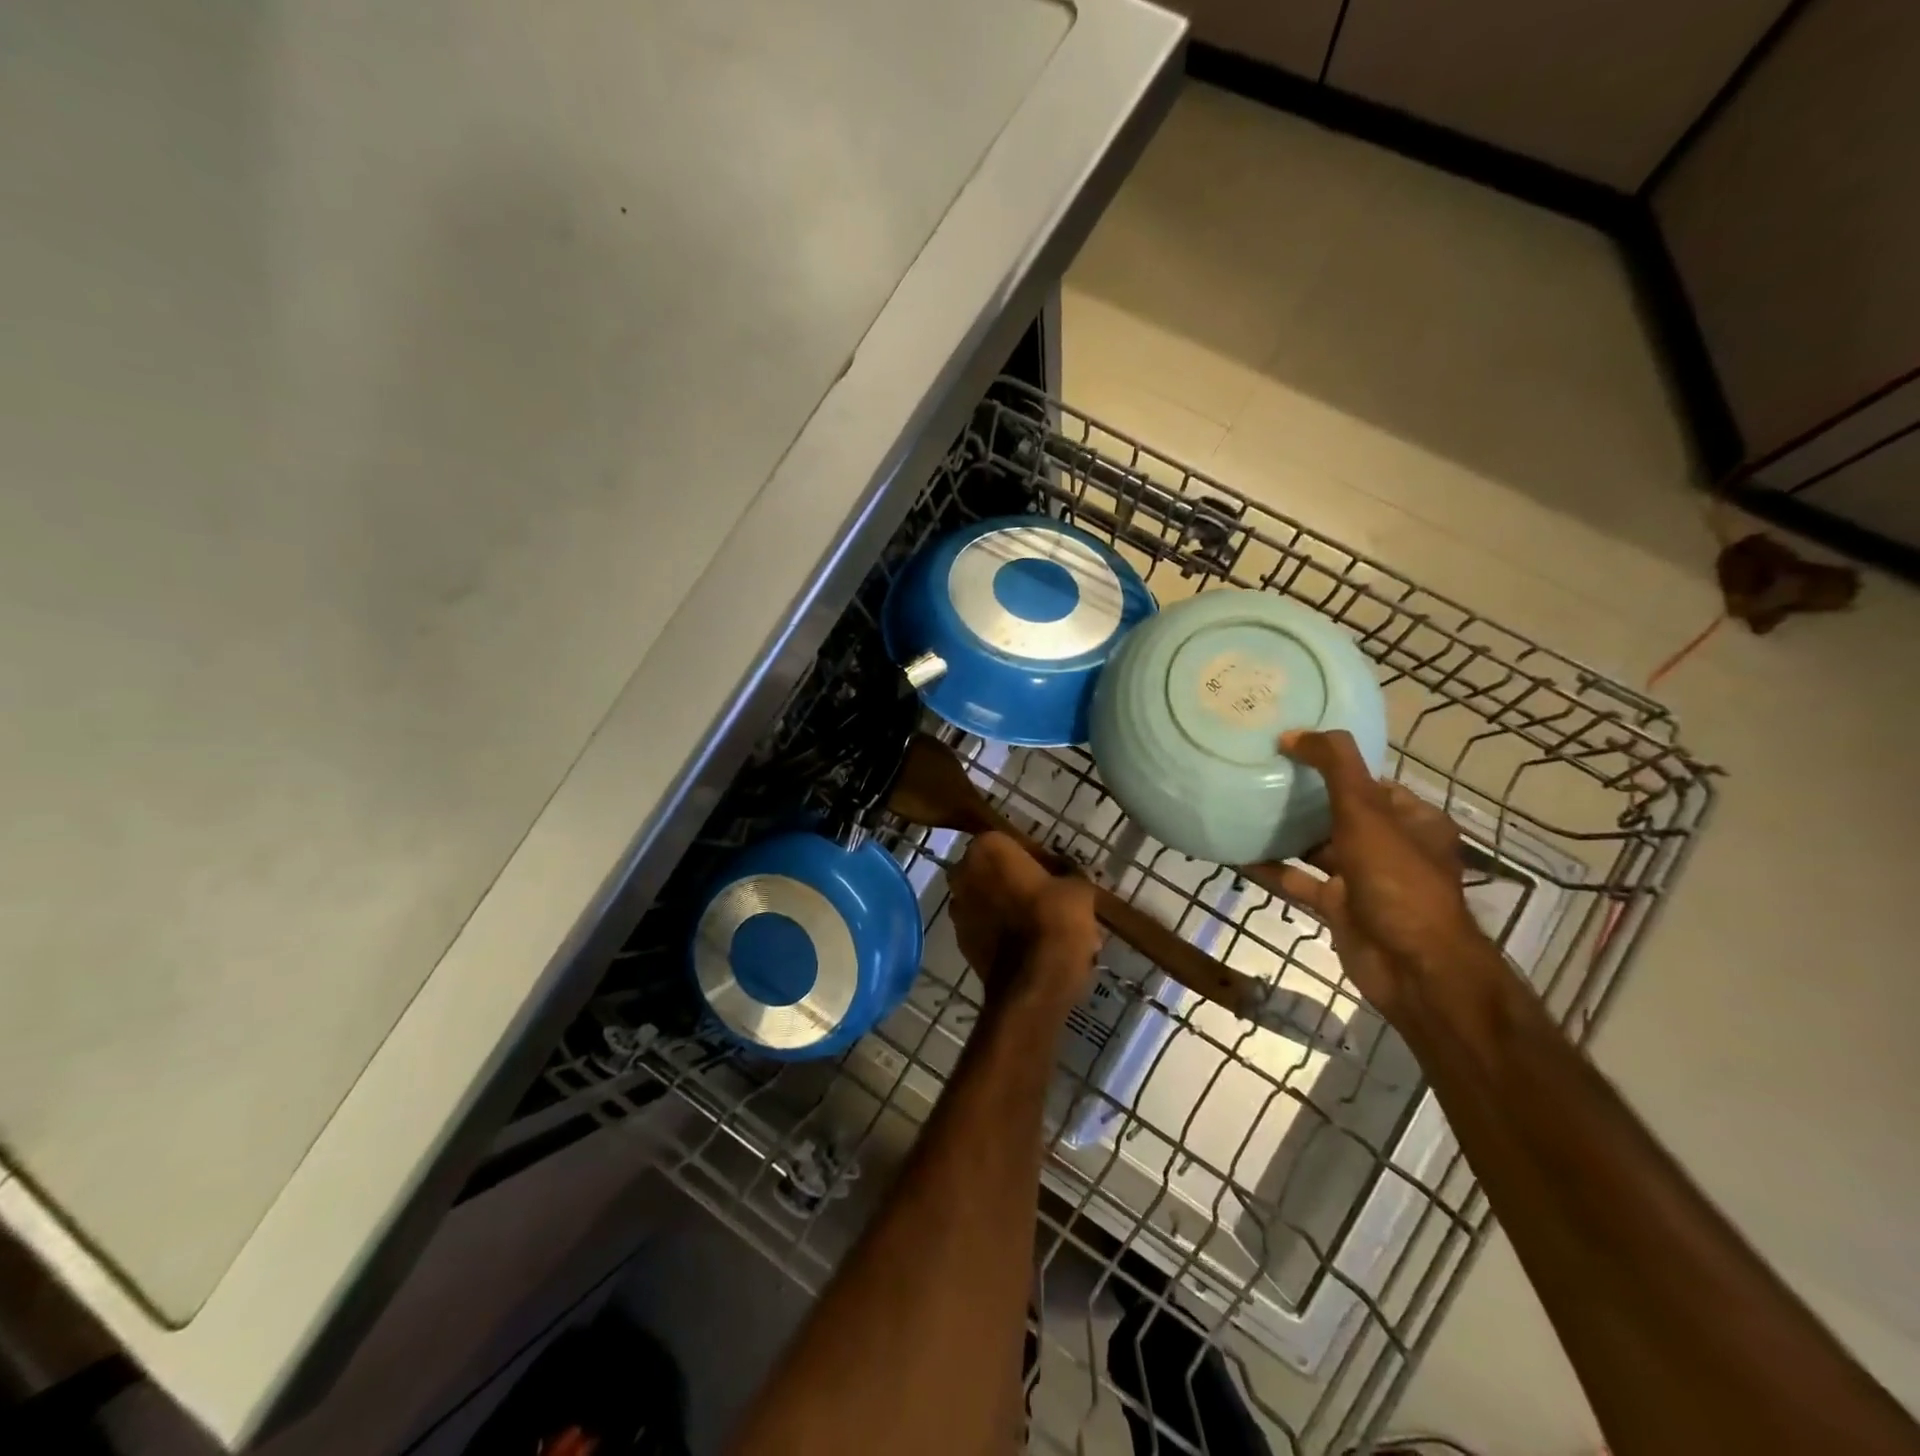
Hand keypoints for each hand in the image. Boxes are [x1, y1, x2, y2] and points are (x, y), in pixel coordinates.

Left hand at [948, 831, 1100, 1018]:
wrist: (1033, 986)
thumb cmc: (1055, 922)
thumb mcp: (1078, 888)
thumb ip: (1068, 874)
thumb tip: (1066, 875)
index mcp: (987, 848)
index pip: (1013, 843)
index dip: (1037, 859)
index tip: (1057, 875)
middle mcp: (963, 873)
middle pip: (994, 870)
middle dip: (1017, 881)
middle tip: (1049, 897)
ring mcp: (958, 908)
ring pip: (988, 899)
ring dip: (1008, 906)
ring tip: (1042, 924)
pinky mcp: (960, 941)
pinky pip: (985, 926)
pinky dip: (1001, 930)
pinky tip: (1029, 944)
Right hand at [1242, 729, 1486, 1021]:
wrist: (1411, 967)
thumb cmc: (1396, 880)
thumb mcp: (1367, 812)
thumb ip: (1334, 767)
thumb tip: (1293, 733)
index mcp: (1413, 821)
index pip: (1371, 782)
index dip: (1334, 765)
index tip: (1290, 751)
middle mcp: (1391, 847)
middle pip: (1340, 813)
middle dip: (1303, 798)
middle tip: (1259, 774)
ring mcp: (1363, 880)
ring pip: (1316, 848)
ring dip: (1284, 833)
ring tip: (1241, 808)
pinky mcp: (1338, 907)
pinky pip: (1298, 880)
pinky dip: (1271, 868)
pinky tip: (1236, 853)